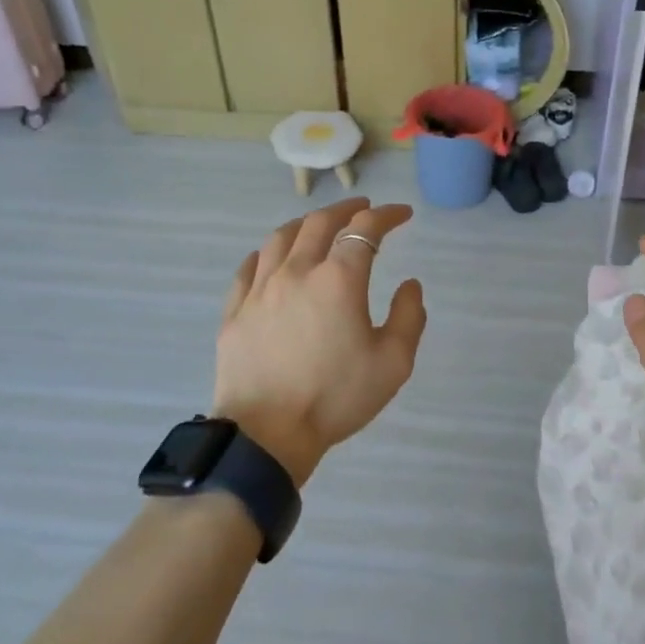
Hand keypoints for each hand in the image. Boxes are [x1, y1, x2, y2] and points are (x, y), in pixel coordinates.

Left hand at [213, 198, 427, 486]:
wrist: (267, 434)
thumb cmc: (335, 398)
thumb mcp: (393, 363)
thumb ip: (409, 317)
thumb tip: (409, 285)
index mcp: (338, 280)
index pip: (365, 230)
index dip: (386, 216)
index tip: (402, 214)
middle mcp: (297, 272)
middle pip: (320, 223)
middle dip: (346, 209)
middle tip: (363, 208)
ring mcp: (260, 289)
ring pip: (281, 238)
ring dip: (306, 224)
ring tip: (318, 225)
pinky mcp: (235, 311)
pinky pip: (249, 268)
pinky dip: (267, 253)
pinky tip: (272, 257)